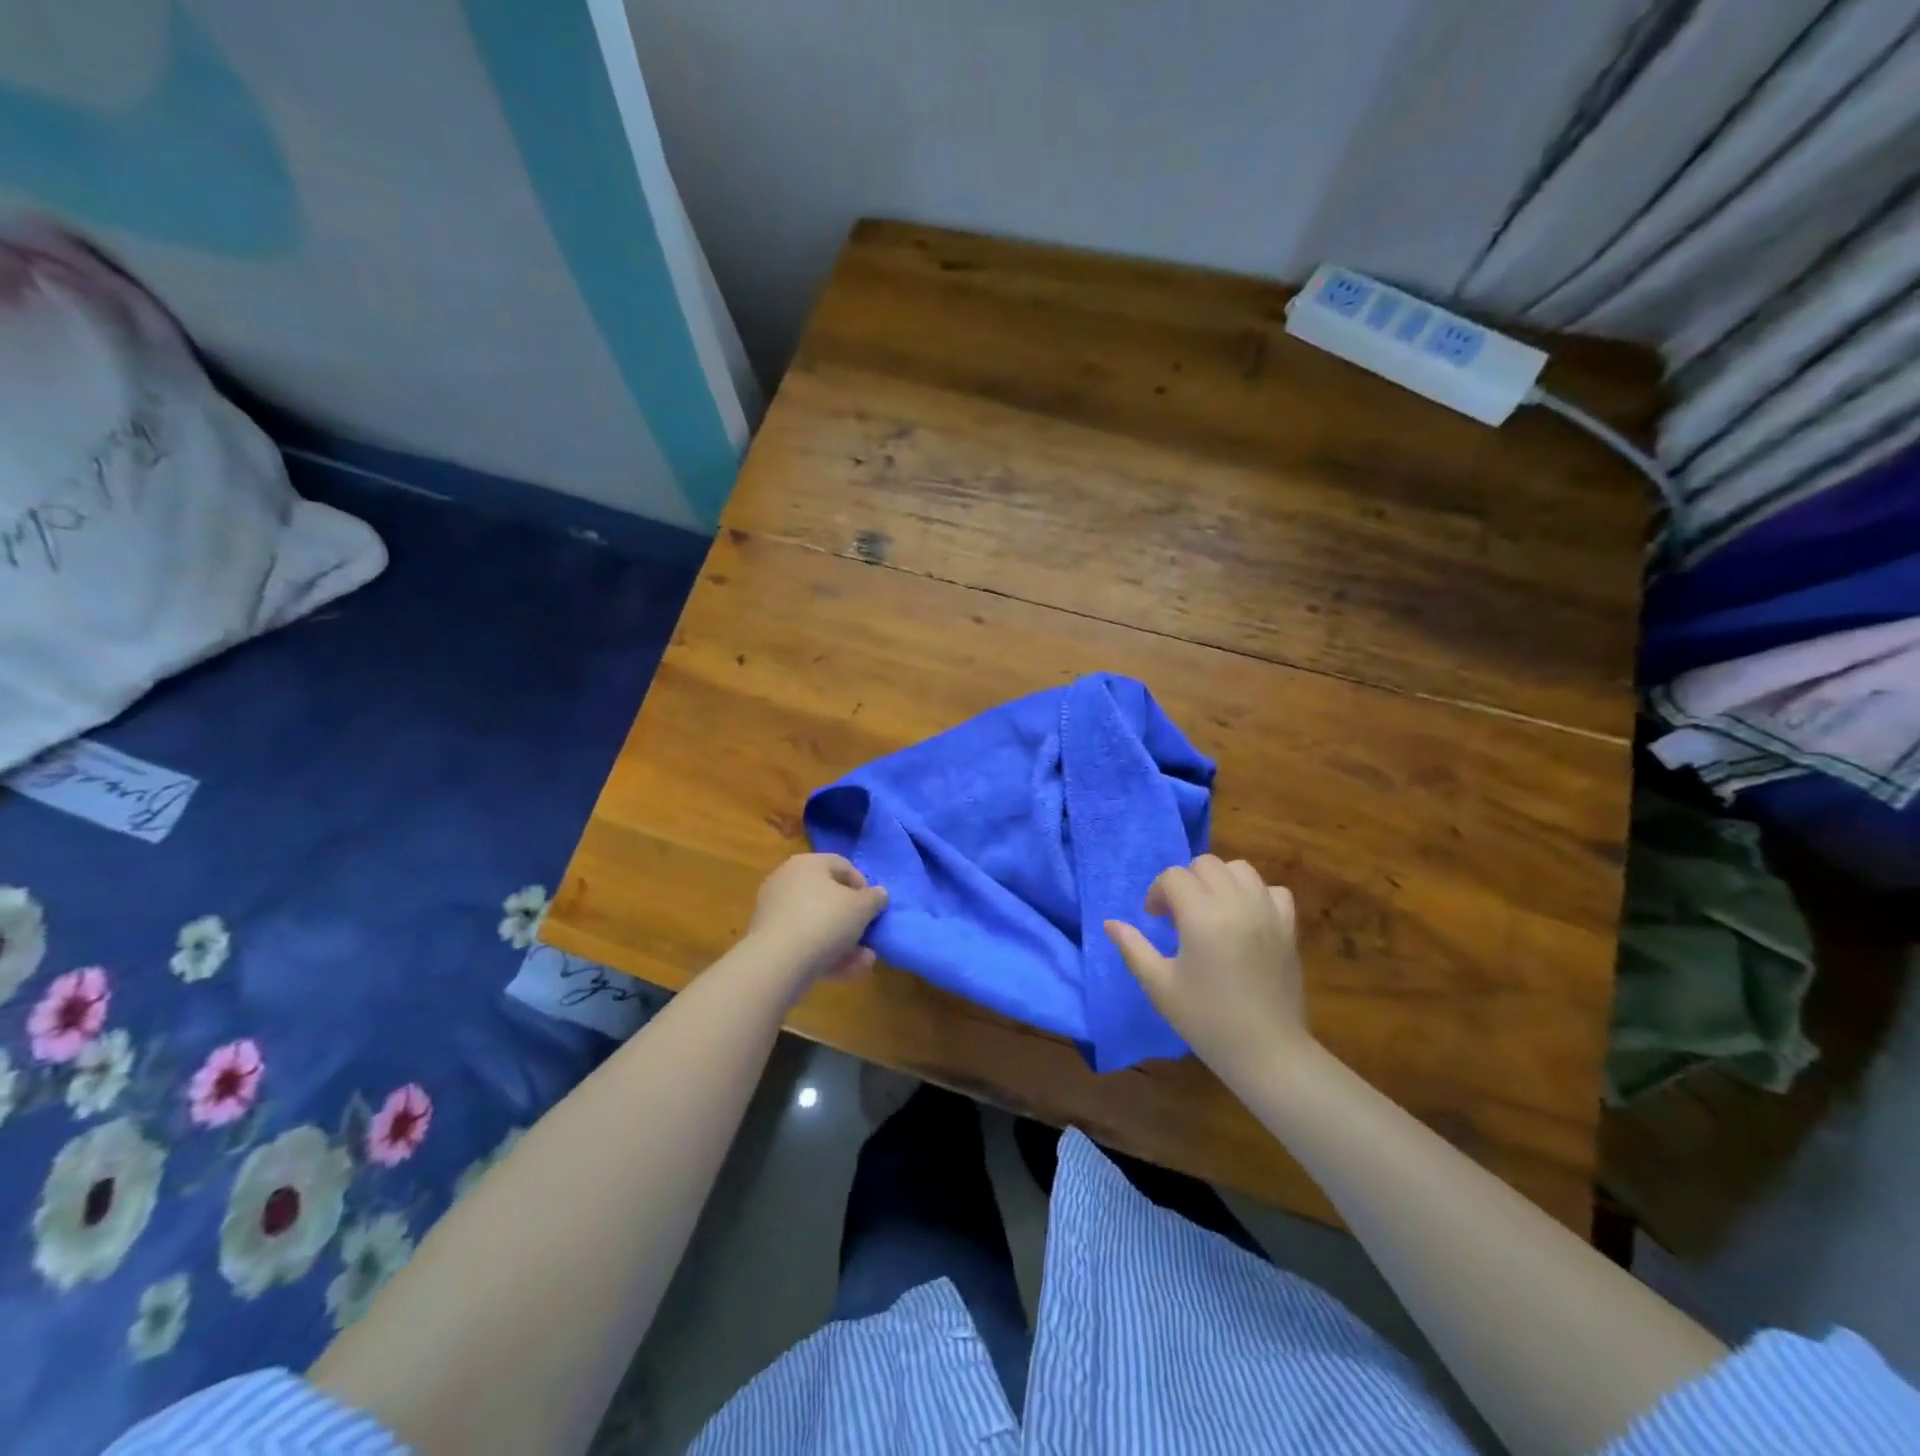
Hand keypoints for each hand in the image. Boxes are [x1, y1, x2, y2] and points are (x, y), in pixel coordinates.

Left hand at [746, 853, 887, 989]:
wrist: (777, 961)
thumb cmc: (825, 921)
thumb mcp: (862, 907)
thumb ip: (875, 898)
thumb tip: (879, 894)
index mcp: (808, 863)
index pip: (843, 866)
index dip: (864, 886)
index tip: (875, 908)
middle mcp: (787, 881)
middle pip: (829, 898)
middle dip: (853, 920)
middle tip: (868, 936)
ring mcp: (775, 911)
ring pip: (818, 924)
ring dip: (844, 942)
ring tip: (864, 961)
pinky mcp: (768, 940)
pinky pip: (803, 942)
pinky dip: (824, 954)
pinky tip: (845, 971)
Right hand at [1105, 854, 1308, 1083]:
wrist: (1267, 1052)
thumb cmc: (1206, 1020)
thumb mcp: (1159, 986)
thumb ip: (1133, 948)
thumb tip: (1110, 923)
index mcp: (1202, 915)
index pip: (1173, 877)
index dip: (1157, 893)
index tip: (1154, 919)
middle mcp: (1236, 903)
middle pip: (1206, 864)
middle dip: (1186, 881)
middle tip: (1179, 916)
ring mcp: (1267, 912)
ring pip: (1239, 869)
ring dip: (1219, 881)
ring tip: (1211, 910)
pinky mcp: (1288, 927)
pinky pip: (1272, 890)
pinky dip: (1256, 894)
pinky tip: (1245, 918)